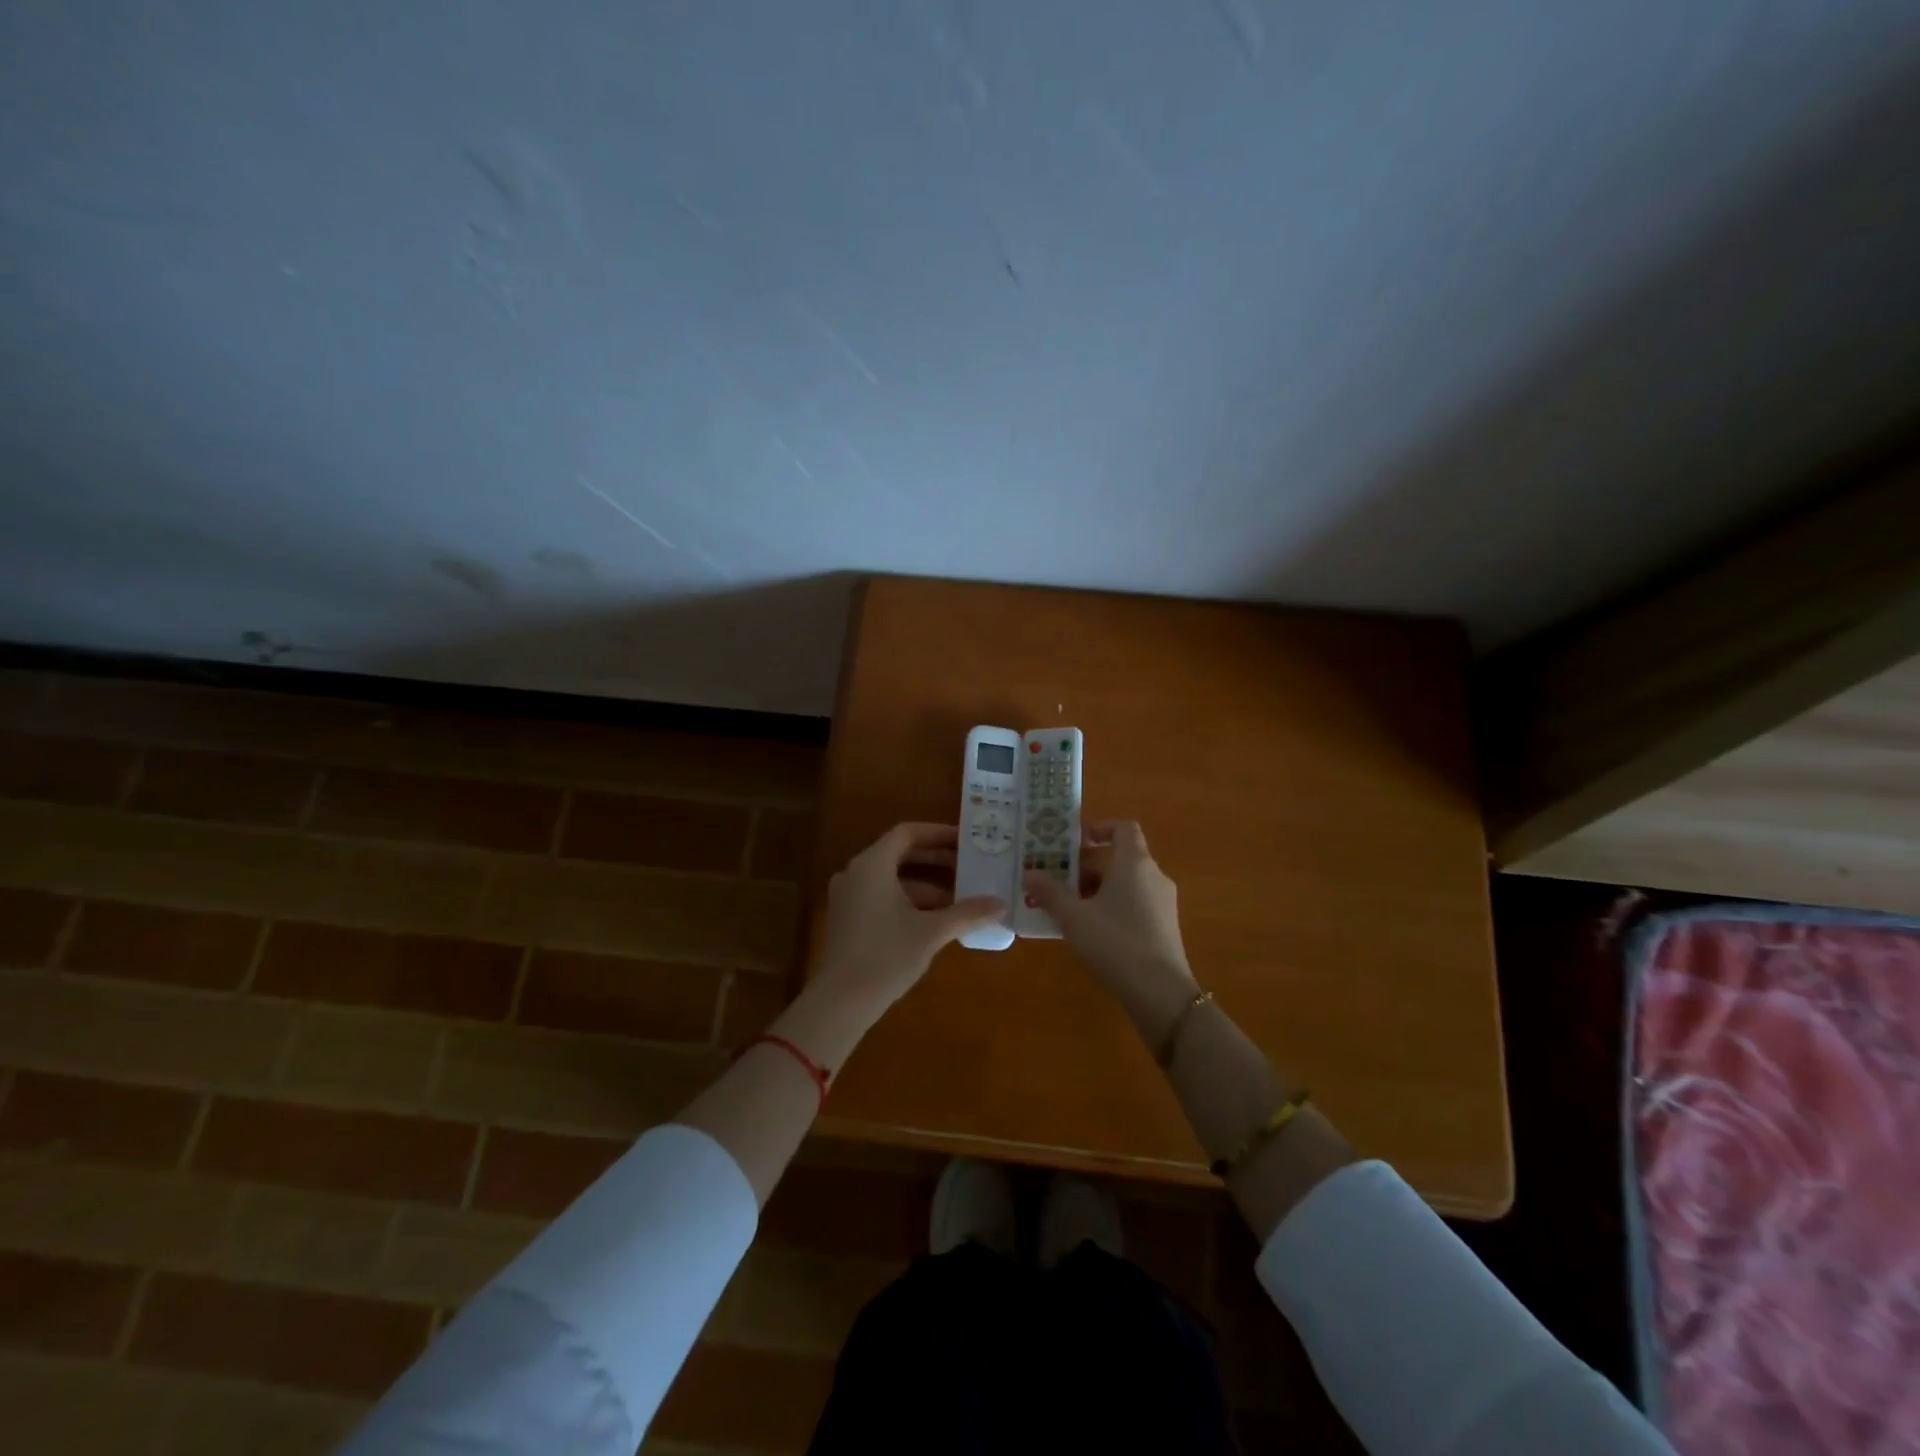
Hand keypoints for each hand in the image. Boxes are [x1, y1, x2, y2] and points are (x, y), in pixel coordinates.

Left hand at [812, 822, 1005, 1018]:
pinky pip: (881, 896)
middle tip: (969, 867)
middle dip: (936, 861)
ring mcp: (848, 897)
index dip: (938, 834)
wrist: (839, 1003)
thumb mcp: (931, 932)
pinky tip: (935, 920)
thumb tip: (1001, 904)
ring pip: (892, 879)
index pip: (907, 833)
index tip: (966, 841)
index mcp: (872, 865)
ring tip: (960, 898)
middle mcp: (855, 873)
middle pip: (899, 854)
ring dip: (926, 885)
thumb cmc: (886, 956)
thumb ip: (967, 913)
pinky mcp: (847, 919)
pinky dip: (908, 901)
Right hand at [1023, 820, 1196, 1030]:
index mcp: (1134, 862)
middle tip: (1056, 880)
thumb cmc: (1114, 942)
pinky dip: (1112, 906)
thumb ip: (1050, 892)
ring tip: (1067, 907)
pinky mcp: (1165, 926)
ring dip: (1097, 888)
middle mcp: (1153, 875)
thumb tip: (1030, 872)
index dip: (1099, 829)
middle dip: (1086, 866)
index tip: (1073, 843)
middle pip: (1119, 857)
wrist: (1160, 992)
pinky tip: (1090, 930)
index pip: (1123, 828)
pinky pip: (1135, 902)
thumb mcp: (1073, 917)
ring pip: (1126, 882)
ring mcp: (1162, 901)